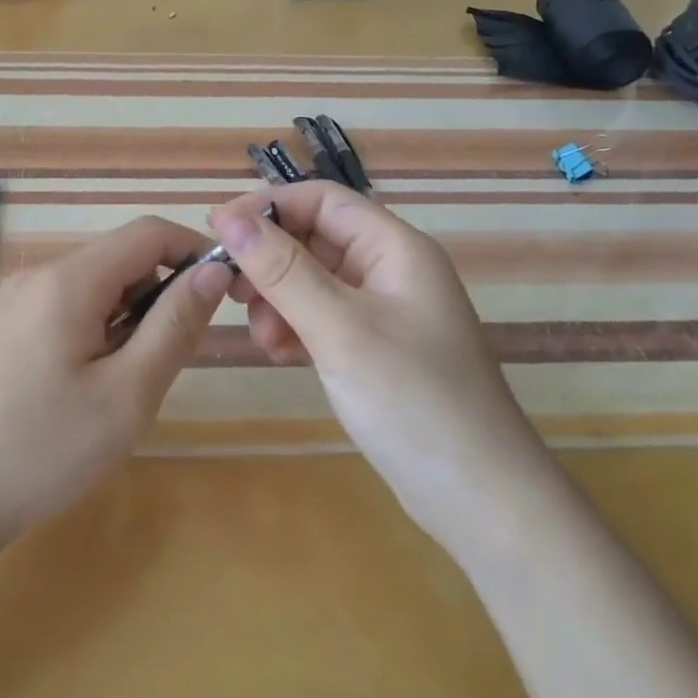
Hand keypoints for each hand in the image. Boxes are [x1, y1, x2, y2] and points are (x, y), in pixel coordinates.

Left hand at [0, 217, 230, 546]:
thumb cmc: (45, 448)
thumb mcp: (129, 393)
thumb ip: (175, 325)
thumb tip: (213, 272)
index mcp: (69, 280)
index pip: (148, 233)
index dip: (193, 251)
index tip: (223, 294)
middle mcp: (39, 276)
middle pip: (120, 258)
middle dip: (159, 294)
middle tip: (167, 360)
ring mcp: (16, 301)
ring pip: (95, 286)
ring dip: (128, 317)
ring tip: (124, 383)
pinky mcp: (6, 328)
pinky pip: (67, 308)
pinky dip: (97, 330)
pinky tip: (87, 386)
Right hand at [209, 182, 544, 530]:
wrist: (479, 498)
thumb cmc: (412, 400)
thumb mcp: (339, 328)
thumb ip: (282, 270)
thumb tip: (229, 217)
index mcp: (396, 248)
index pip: (322, 200)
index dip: (267, 207)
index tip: (217, 231)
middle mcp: (392, 270)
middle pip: (315, 239)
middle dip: (270, 261)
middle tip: (233, 293)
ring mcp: (385, 312)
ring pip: (314, 281)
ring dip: (279, 299)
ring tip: (265, 339)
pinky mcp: (376, 349)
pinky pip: (323, 318)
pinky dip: (296, 328)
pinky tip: (283, 356)